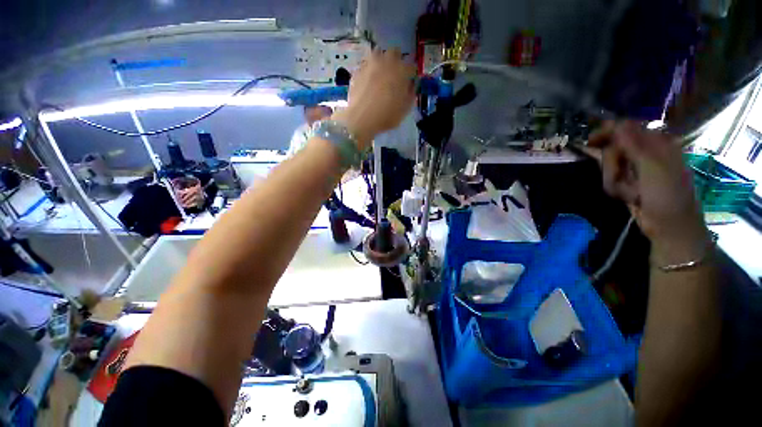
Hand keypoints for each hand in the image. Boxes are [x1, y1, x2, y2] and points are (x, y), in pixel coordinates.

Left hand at [331, 48, 415, 149]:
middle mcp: (387, 61)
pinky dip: (369, 70)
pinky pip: (366, 65)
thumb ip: (410, 94)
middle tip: (395, 74)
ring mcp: (371, 63)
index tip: (409, 81)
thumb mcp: (405, 109)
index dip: (411, 74)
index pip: (411, 66)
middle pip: (394, 52)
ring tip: (380, 75)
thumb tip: (410, 86)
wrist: (362, 118)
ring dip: (381, 61)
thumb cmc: (387, 115)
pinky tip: (368, 82)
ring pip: (378, 54)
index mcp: (402, 71)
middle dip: (396, 60)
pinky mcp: (358, 70)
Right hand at [589, 121, 708, 264]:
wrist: (669, 226)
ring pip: (609, 165)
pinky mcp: (627, 181)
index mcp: (656, 143)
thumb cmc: (667, 196)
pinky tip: (628, 197)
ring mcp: (635, 168)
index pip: (626, 128)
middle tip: (621, 178)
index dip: (607, 132)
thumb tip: (617, 123)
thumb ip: (635, 145)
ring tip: (631, 192)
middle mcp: (644, 152)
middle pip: (613, 148)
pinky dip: (615, 188)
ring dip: (614, 180)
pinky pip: (610, 178)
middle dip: (612, 164)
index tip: (591, 141)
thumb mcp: (653, 168)